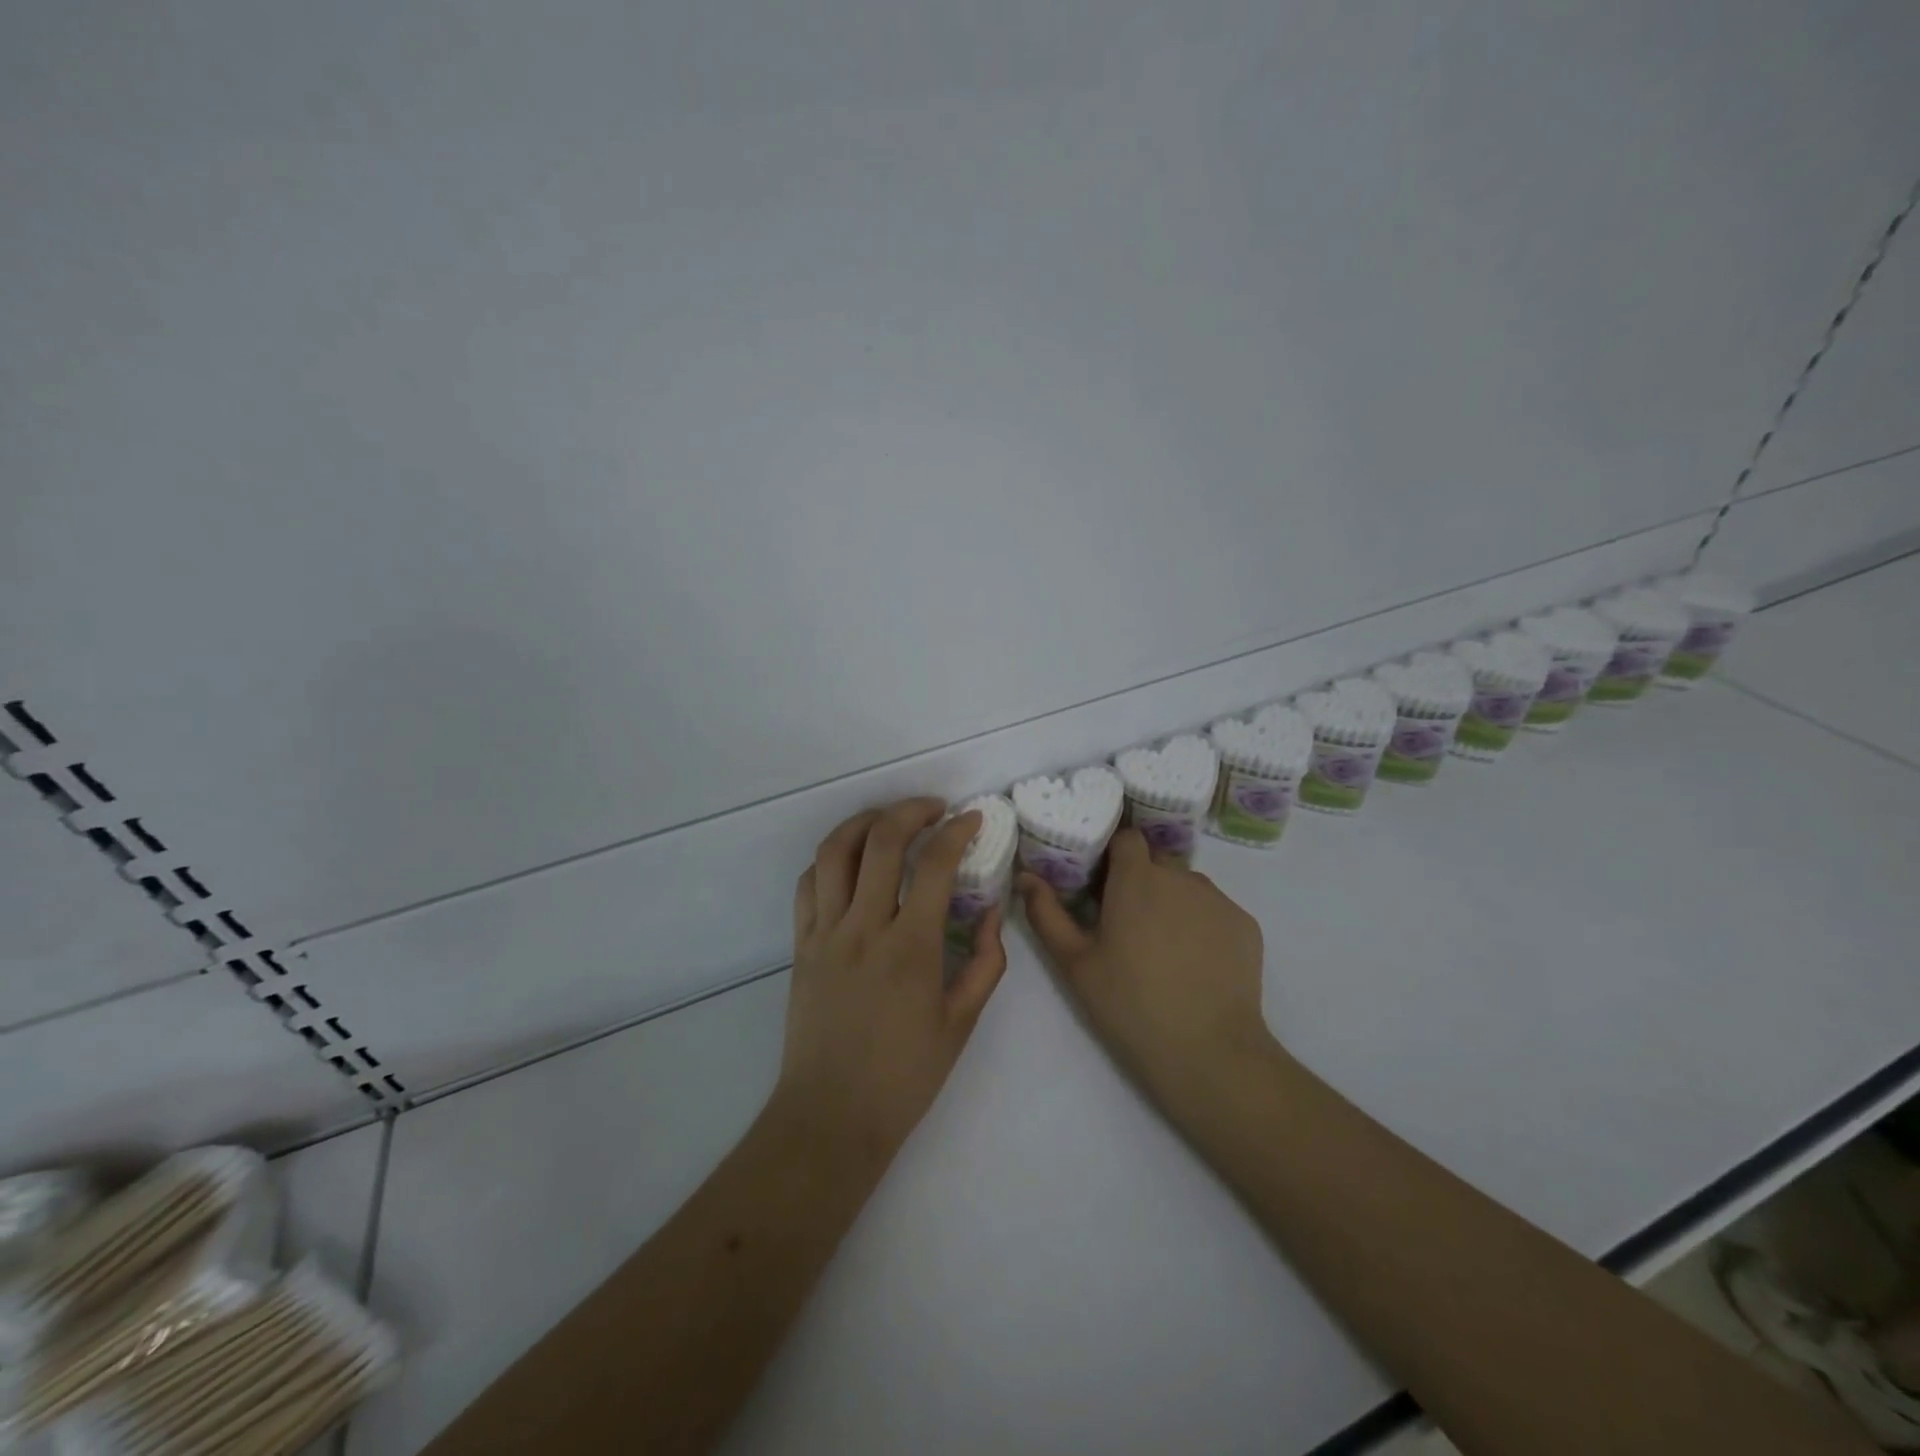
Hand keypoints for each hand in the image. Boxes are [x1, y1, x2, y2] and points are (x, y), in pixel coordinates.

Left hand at [776, 797, 1009, 1162]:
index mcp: (910, 948)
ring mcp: (825, 932)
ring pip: (835, 851)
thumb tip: (993, 914)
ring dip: (865, 822)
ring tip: (890, 820)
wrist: (831, 1116)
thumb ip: (985, 963)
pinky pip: (808, 883)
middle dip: (912, 810)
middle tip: (935, 809)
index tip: (973, 819)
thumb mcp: (961, 1023)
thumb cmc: (904, 1076)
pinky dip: (831, 859)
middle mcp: (864, 927)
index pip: (935, 865)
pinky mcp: (801, 944)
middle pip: (881, 841)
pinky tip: (851, 861)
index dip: (957, 832)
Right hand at [1021, 827, 1273, 1105]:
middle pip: (1156, 863)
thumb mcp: (1075, 963)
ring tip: (1163, 949)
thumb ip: (1046, 914)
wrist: (1208, 1052)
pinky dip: (1202, 925)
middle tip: (1127, 924)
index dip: (1113, 856)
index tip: (1102, 885)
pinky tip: (1196, 964)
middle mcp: (1181, 876)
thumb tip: (1026, 877)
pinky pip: (1215, 911)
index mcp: (1137, 878)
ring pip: (1187, 886)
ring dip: (1172, 903)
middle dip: (1140, 882)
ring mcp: (1218, 899)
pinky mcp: (1246, 925)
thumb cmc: (1129, 1004)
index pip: (1126, 839)